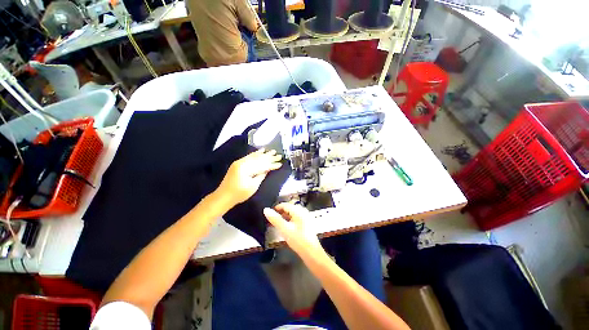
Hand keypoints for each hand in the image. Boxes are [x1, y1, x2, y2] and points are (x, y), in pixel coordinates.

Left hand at [215, 149, 281, 207]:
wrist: (223, 196)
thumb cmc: (239, 194)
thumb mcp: (253, 186)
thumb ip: (261, 176)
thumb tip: (268, 169)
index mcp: (246, 169)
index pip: (262, 165)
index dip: (272, 164)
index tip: (280, 163)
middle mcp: (242, 163)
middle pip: (259, 159)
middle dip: (270, 157)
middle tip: (279, 155)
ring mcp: (239, 162)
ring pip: (254, 156)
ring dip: (264, 154)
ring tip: (273, 151)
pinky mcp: (238, 163)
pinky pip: (249, 156)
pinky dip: (256, 153)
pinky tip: (261, 151)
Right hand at [264, 203, 322, 256]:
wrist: (311, 252)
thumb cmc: (298, 240)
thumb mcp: (284, 229)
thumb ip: (275, 219)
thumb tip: (266, 210)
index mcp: (299, 210)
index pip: (285, 205)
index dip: (276, 208)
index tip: (269, 214)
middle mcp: (303, 212)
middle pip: (289, 208)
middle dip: (279, 213)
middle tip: (272, 220)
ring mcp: (305, 218)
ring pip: (292, 214)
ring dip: (284, 217)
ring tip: (276, 224)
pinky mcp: (306, 224)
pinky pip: (295, 219)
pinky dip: (289, 221)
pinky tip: (285, 228)